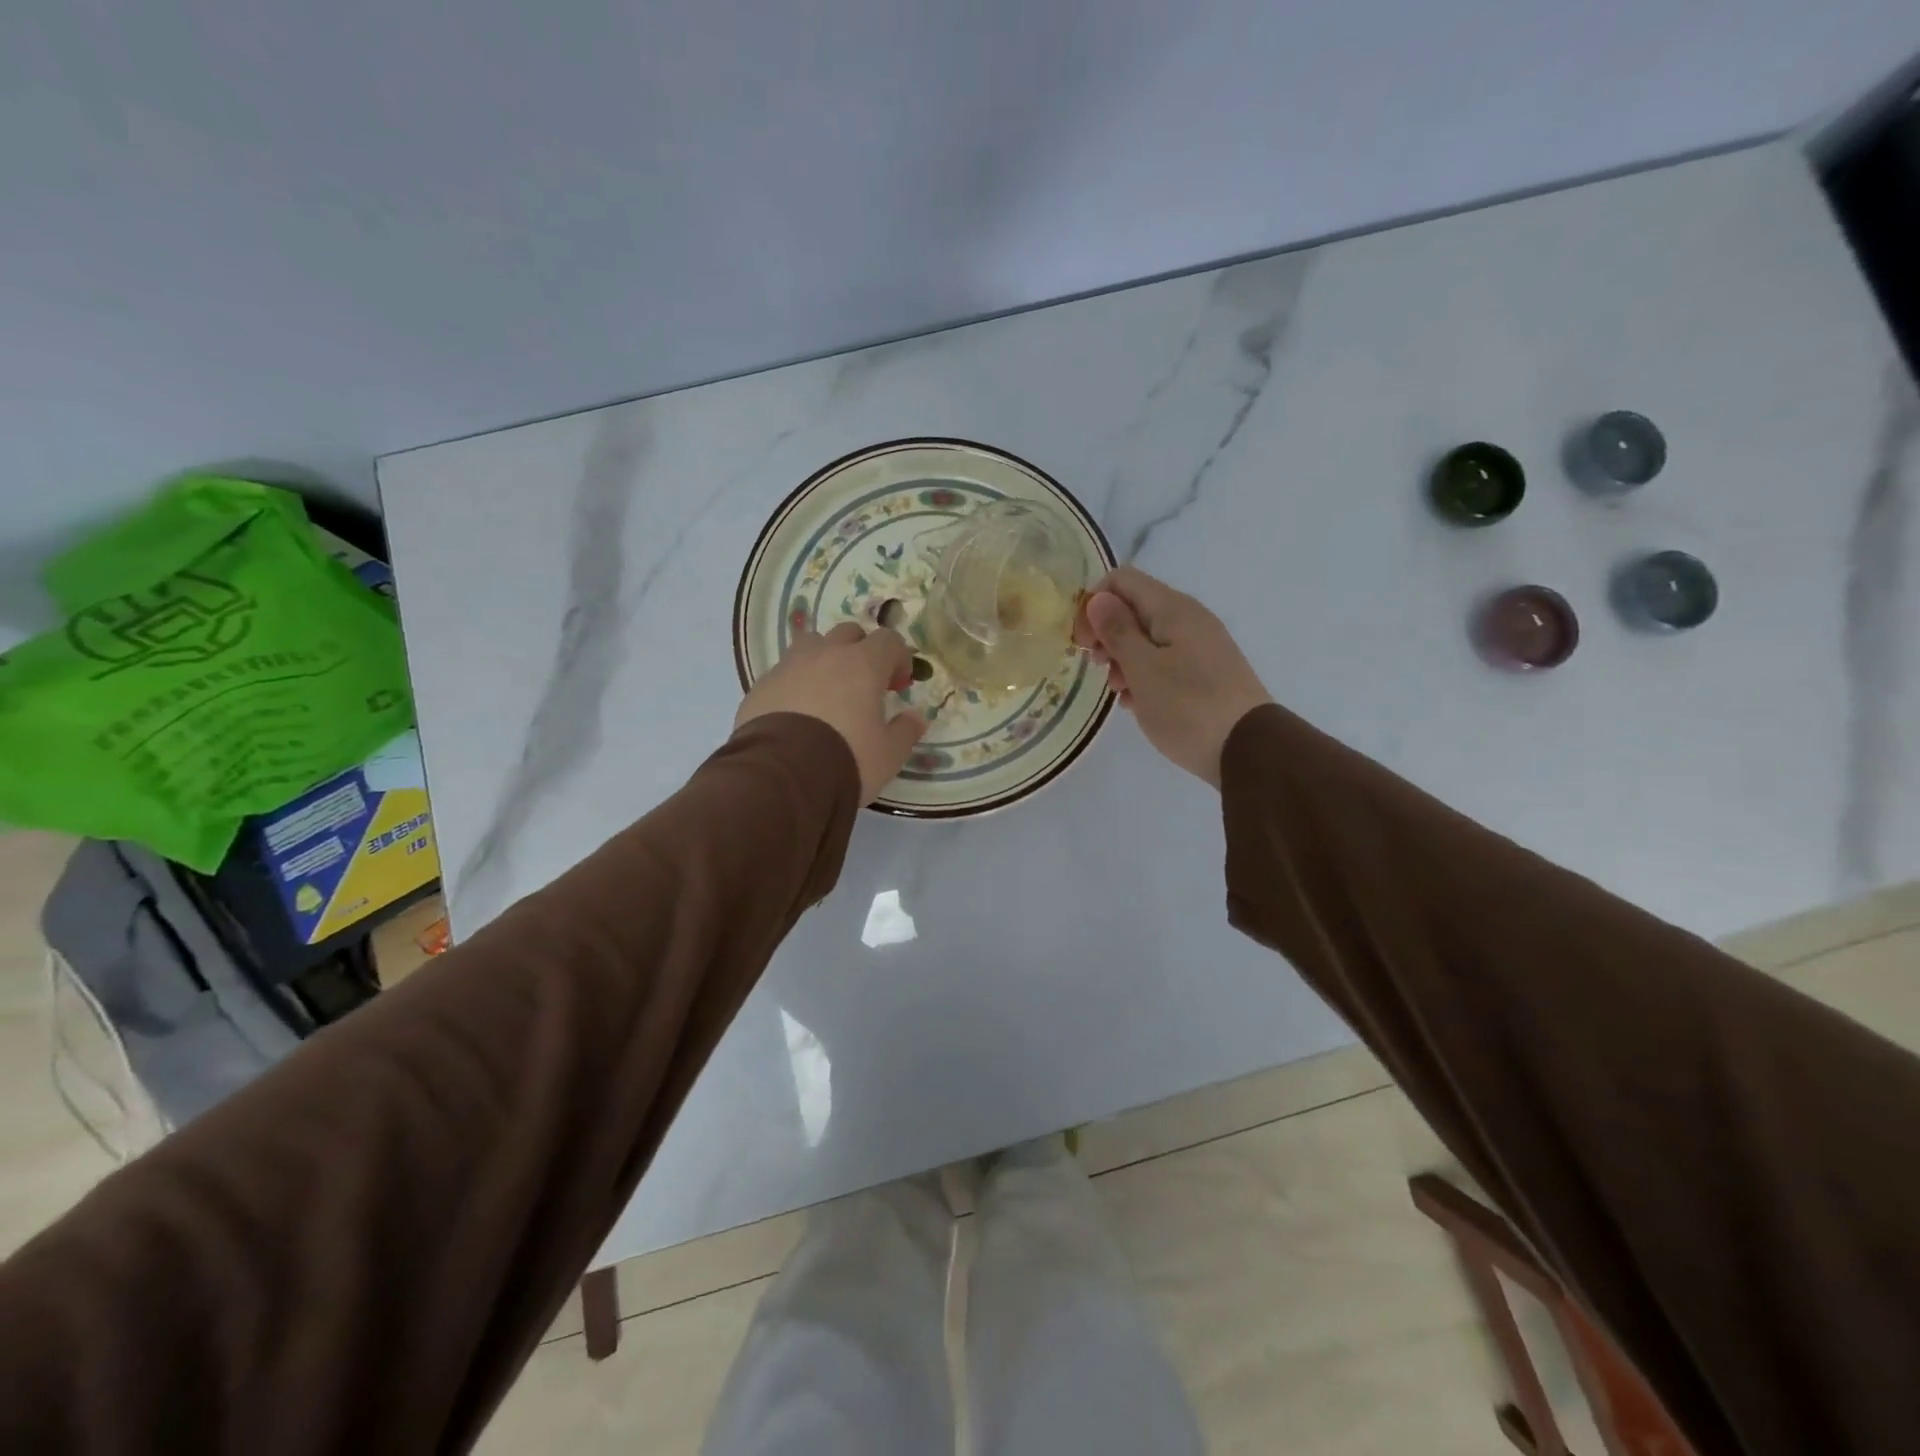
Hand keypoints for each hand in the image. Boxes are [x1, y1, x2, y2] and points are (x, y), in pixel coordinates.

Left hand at [737, 622, 927, 801]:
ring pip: (811, 645)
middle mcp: (825, 654)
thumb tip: (916, 718)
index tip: (898, 686)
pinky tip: (796, 714)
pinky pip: (784, 673)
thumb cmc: (846, 759)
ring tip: (826, 693)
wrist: (782, 776)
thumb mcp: (888, 754)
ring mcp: (788, 666)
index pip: (889, 640)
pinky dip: (795, 684)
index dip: (898, 658)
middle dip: (861, 652)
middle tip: (864, 685)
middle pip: (848, 633)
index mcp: (863, 664)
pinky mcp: (761, 685)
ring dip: (824, 660)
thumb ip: (906, 731)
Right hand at [1073, 566, 1272, 786]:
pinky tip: (1135, 702)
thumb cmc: (1187, 707)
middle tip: (1096, 666)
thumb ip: (1117, 630)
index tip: (1082, 641)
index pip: (1121, 580)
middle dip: (1106, 633)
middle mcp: (1189, 619)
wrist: (1247, 750)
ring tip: (1117, 690)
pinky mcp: (1205, 672)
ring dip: (1123, 658)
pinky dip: (1144, 675)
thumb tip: (1098, 598)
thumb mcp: (1143, 668)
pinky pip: (1164, 661)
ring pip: (1147, 638)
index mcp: (1173, 609)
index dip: (1093, 603)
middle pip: (1134, 608)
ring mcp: (1200, 646)